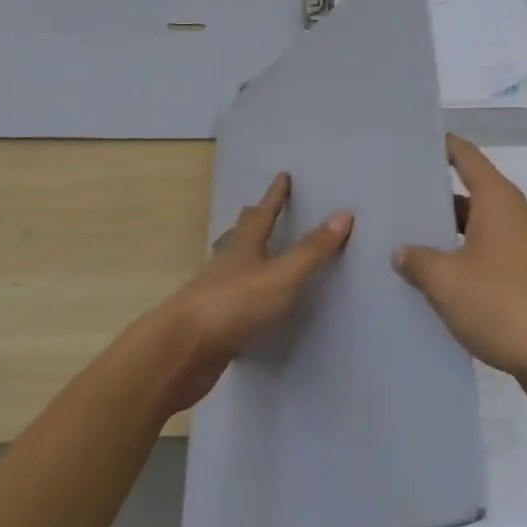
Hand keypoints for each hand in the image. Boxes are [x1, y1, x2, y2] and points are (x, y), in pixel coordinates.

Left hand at [154, 172, 352, 411]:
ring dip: (239, 253)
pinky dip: (238, 290)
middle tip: (254, 208)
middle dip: (251, 220)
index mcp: (244, 247)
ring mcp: (214, 293)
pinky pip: (229, 297)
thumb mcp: (283, 276)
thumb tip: (343, 214)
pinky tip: (242, 301)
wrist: (183, 350)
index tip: (282, 176)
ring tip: (244, 249)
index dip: (275, 196)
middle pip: (239, 235)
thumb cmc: (235, 304)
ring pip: (229, 264)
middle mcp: (226, 264)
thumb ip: (312, 250)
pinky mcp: (210, 322)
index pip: (264, 214)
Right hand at [392, 134, 526, 396]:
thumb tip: (402, 252)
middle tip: (393, 198)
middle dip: (434, 196)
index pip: (466, 157)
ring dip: (446, 235)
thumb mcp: (447, 280)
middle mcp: (515, 216)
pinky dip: (463, 262)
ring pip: (477, 230)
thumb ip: (418, 260)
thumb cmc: (503, 304)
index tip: (411, 141)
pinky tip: (435, 281)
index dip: (441, 145)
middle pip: (469, 193)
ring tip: (405, 241)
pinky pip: (489, 258)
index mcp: (498, 200)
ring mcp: (526, 249)